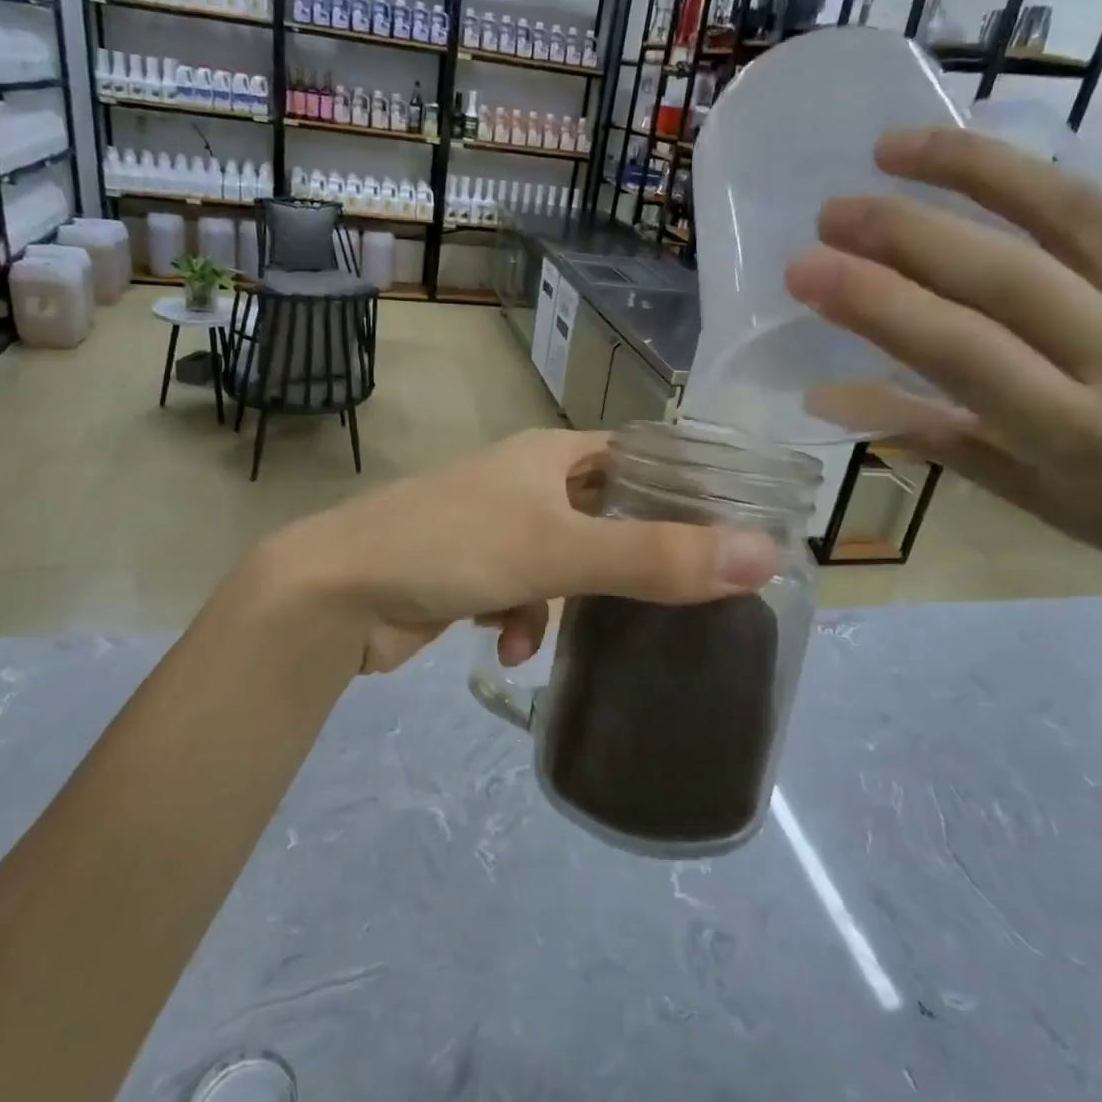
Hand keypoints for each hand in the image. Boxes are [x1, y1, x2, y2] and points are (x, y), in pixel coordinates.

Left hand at [268, 429, 778, 672]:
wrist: (337, 592)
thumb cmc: (452, 547)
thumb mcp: (561, 552)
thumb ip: (656, 558)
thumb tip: (764, 556)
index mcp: (550, 455)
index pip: (636, 457)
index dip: (681, 487)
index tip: (725, 531)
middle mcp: (524, 482)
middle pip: (604, 514)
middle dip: (628, 557)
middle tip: (672, 595)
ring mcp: (493, 526)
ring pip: (565, 561)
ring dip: (569, 600)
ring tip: (558, 627)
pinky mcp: (468, 571)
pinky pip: (521, 592)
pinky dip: (522, 618)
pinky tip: (510, 646)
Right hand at [783, 127, 1101, 602]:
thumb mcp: (1007, 487)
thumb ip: (920, 430)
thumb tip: (821, 393)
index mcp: (1070, 429)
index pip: (957, 348)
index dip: (875, 302)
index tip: (804, 268)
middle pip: (1006, 271)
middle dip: (904, 230)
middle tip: (833, 210)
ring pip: (1073, 209)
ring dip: (975, 168)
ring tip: (900, 147)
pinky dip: (1063, 190)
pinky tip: (1013, 191)